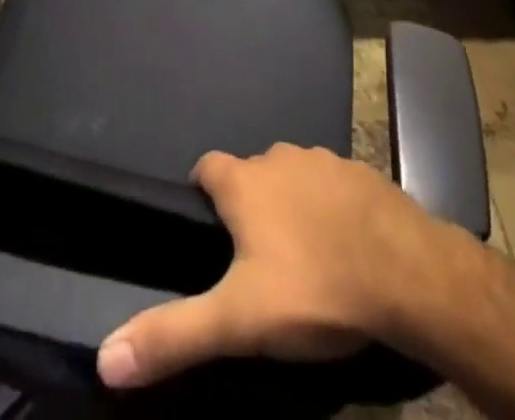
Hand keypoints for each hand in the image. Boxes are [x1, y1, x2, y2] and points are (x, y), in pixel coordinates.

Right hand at [98, 143, 452, 388]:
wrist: (408, 274)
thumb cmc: (314, 289)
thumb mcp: (239, 320)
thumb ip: (174, 334)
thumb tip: (105, 357)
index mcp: (244, 181)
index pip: (207, 168)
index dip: (202, 192)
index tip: (207, 226)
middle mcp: (279, 156)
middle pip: (251, 174)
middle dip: (249, 204)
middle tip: (256, 258)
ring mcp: (323, 160)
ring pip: (293, 177)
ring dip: (291, 204)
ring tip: (303, 255)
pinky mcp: (362, 173)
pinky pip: (333, 186)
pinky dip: (330, 207)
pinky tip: (345, 246)